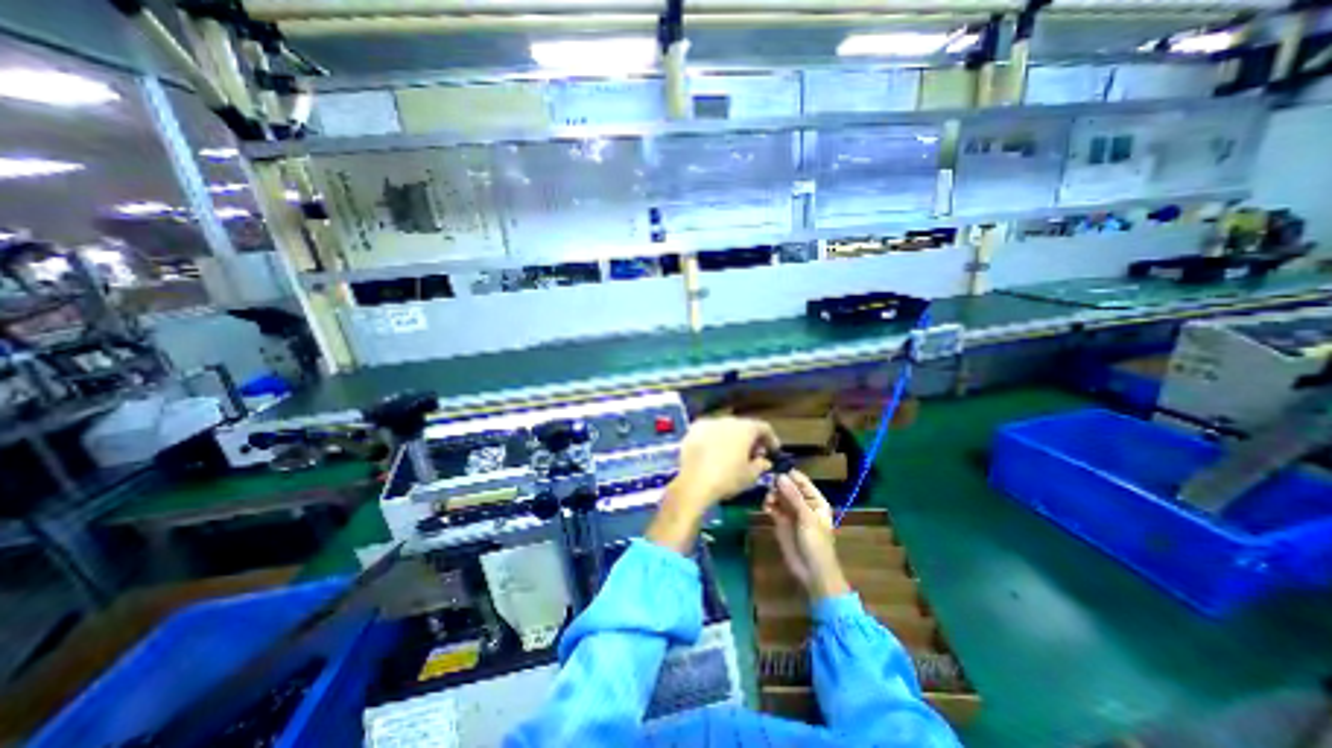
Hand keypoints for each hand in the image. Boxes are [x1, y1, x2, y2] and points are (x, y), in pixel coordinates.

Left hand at [665, 419, 783, 511]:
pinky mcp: (693, 430)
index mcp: (745, 428)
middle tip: (753, 454)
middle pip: (744, 426)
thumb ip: (760, 465)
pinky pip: (709, 432)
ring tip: (732, 454)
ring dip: (732, 438)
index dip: (770, 439)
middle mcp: (727, 420)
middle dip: (750, 439)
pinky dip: (715, 439)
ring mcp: (708, 423)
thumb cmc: (727, 479)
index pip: (763, 427)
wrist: (693, 482)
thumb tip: (764, 461)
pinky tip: (713, 453)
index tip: (772, 451)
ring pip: (725, 427)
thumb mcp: (750, 476)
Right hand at [764, 472, 845, 600]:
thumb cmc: (816, 543)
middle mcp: (802, 503)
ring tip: (768, 501)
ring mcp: (791, 512)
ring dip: (771, 495)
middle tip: (769, 487)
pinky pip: (772, 507)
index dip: (789, 474)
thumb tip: (780, 476)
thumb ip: (793, 496)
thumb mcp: (807, 518)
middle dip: (777, 485)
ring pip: (778, 496)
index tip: (774, 469)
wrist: (812, 572)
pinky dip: (768, 505)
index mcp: (815, 500)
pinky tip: (766, 508)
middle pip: (787, 487)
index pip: (801, 481)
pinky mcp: (780, 521)